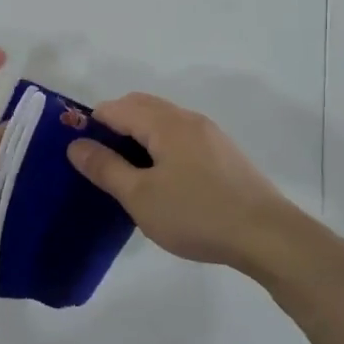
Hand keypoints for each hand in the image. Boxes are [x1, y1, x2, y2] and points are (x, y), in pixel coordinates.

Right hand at [67, 92, 293, 270]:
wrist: (267, 236)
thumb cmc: (196, 214)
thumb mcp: (140, 196)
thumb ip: (105, 168)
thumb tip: (76, 144)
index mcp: (165, 123)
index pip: (116, 108)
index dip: (91, 125)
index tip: (79, 155)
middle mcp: (188, 119)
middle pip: (140, 107)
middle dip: (114, 127)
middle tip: (100, 165)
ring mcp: (210, 135)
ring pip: (162, 122)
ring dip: (139, 138)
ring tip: (128, 175)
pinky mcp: (224, 154)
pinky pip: (181, 138)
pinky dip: (161, 148)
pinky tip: (163, 182)